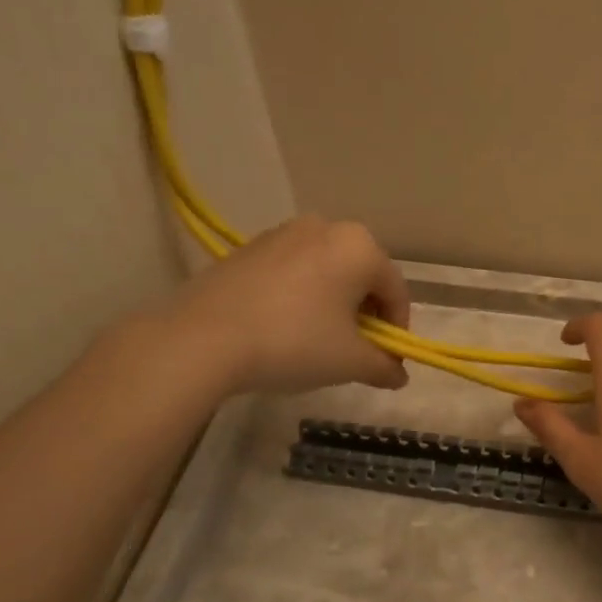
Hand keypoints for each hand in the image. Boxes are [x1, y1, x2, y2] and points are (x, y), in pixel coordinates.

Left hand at [143, 216, 410, 397]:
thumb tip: (398, 375)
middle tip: (353, 351)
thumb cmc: (294, 342)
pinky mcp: (250, 247)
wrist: (202, 338)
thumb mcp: (349, 362)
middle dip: (364, 314)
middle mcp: (326, 227)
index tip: (386, 360)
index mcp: (360, 246)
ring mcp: (284, 233)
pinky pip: (293, 271)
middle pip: (361, 276)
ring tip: (316, 341)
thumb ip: (383, 366)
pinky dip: (300, 296)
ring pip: (326, 272)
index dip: (397, 330)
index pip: (396, 292)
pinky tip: (283, 327)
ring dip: (332, 304)